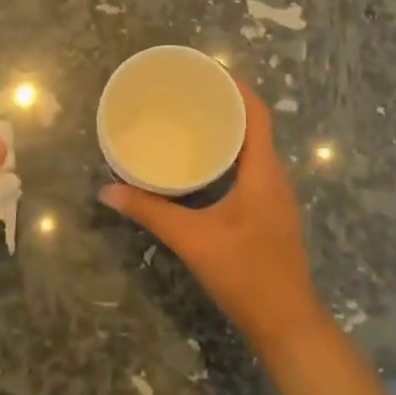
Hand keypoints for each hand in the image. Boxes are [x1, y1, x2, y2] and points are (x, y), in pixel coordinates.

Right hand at [100, 84, 329, 354]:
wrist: (287, 324)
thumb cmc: (245, 273)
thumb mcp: (192, 239)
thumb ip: (150, 212)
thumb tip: (108, 190)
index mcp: (263, 172)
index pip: (257, 114)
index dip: (237, 87)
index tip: (209, 70)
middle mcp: (275, 177)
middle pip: (255, 127)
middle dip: (226, 106)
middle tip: (189, 94)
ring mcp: (276, 197)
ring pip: (254, 150)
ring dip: (229, 132)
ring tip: (192, 122)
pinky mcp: (271, 214)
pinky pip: (253, 170)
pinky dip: (231, 156)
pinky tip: (204, 166)